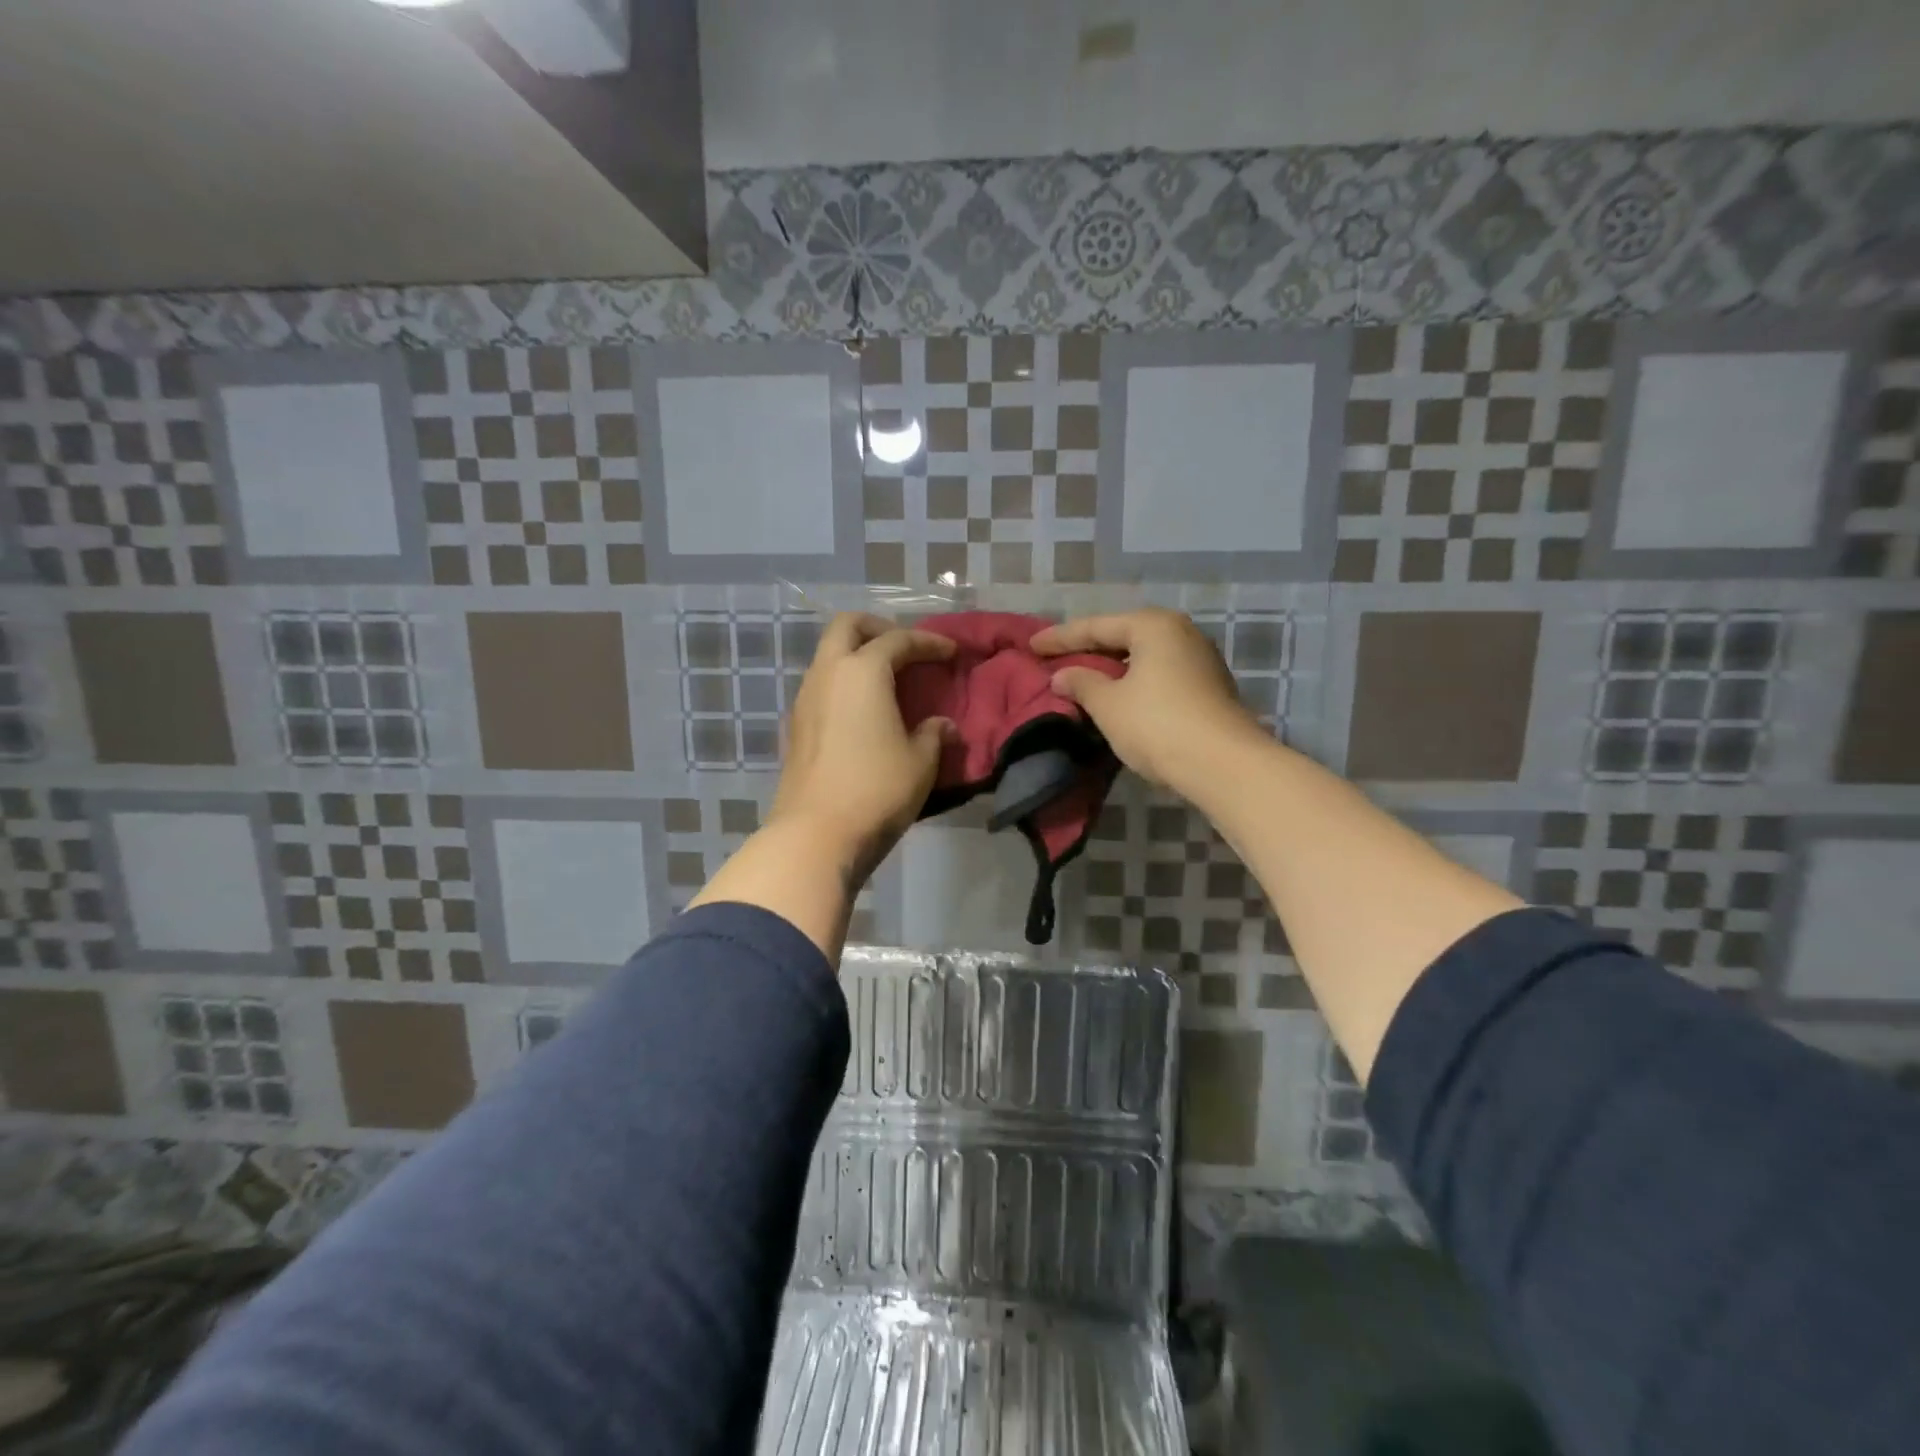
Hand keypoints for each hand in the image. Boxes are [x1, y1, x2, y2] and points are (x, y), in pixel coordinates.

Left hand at [769, 613, 955, 881]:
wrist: (816, 834)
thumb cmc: (877, 789)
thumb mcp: (920, 762)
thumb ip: (933, 735)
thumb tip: (941, 725)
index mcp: (862, 672)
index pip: (898, 640)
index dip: (928, 642)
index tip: (951, 652)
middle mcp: (828, 674)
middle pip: (847, 626)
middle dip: (878, 629)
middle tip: (905, 648)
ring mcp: (805, 699)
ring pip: (828, 655)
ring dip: (856, 656)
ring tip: (887, 681)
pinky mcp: (795, 726)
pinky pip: (821, 685)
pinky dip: (844, 683)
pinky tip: (863, 711)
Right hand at [1030, 609, 1258, 790]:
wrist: (1223, 764)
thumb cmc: (1157, 725)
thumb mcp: (1108, 704)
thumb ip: (1081, 683)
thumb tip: (1062, 675)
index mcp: (1153, 626)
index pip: (1095, 627)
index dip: (1060, 638)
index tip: (1031, 645)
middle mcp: (1180, 633)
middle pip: (1122, 636)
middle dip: (1087, 649)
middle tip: (1054, 658)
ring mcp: (1199, 659)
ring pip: (1142, 656)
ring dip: (1111, 668)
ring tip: (1082, 677)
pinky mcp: (1208, 687)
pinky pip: (1158, 674)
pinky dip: (1133, 681)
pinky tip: (1116, 695)